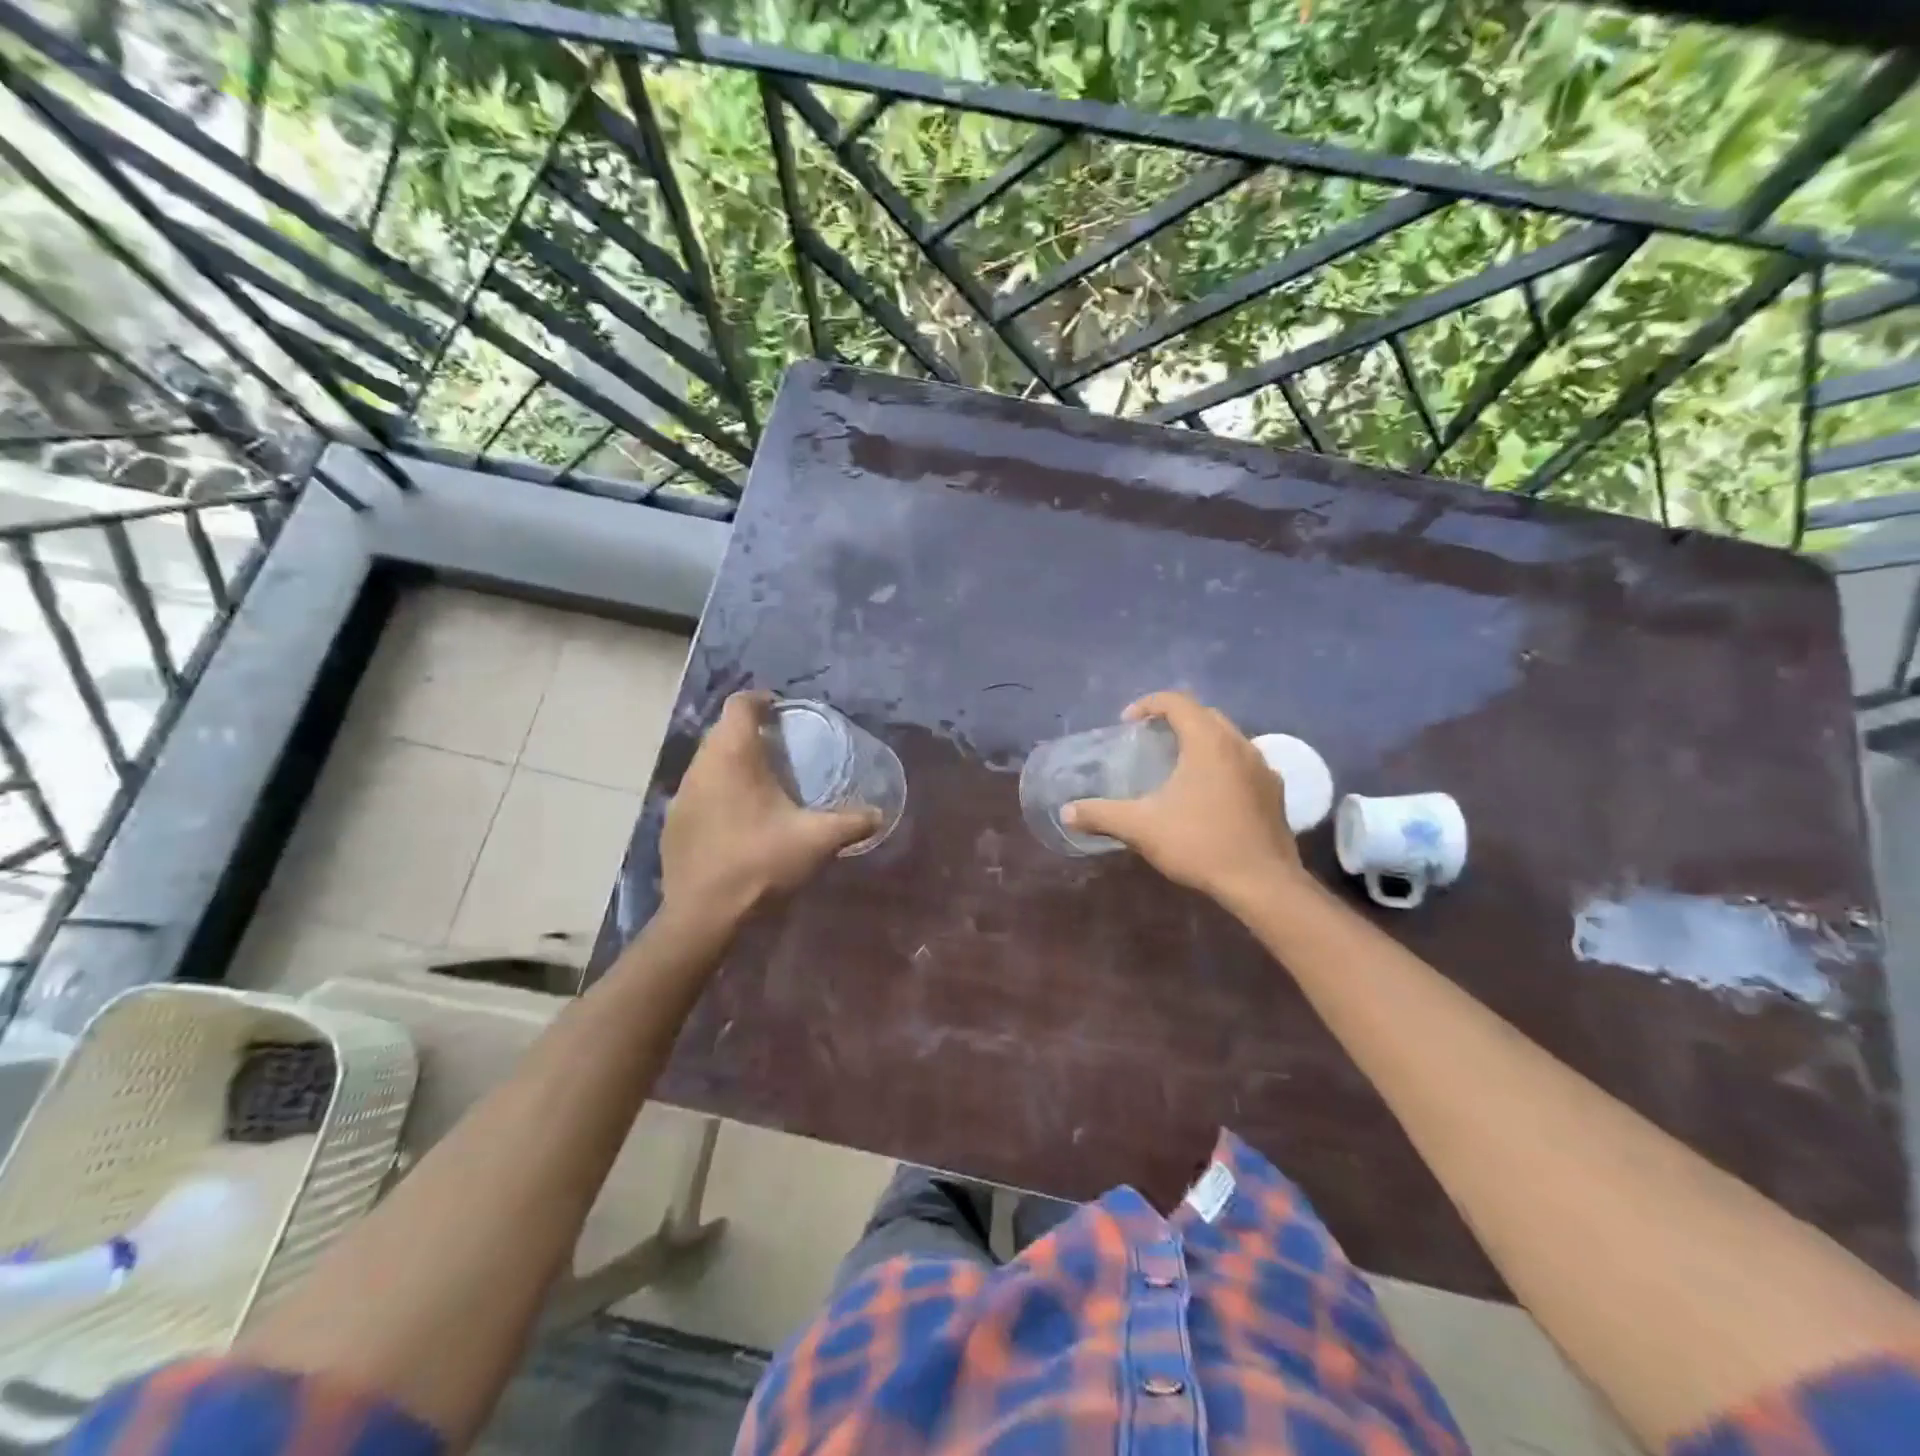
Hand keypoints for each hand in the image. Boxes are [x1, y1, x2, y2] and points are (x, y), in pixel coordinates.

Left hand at [660, 691, 879, 926]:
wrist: (704, 913)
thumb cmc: (761, 862)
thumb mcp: (816, 840)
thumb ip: (851, 822)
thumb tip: (879, 814)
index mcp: (733, 756)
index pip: (740, 705)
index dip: (762, 700)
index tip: (783, 712)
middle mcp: (701, 765)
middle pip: (722, 731)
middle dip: (750, 732)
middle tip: (781, 749)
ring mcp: (681, 795)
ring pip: (708, 762)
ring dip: (732, 763)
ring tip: (762, 783)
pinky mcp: (672, 822)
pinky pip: (698, 791)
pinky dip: (718, 792)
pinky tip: (737, 819)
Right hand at [1064, 691, 1305, 904]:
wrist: (1262, 883)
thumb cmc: (1199, 844)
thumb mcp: (1141, 828)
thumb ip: (1101, 814)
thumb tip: (1067, 812)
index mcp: (1208, 742)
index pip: (1177, 701)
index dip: (1148, 704)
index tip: (1127, 724)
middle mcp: (1240, 744)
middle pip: (1205, 715)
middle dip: (1175, 720)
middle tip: (1150, 740)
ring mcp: (1263, 768)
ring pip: (1228, 738)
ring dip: (1201, 741)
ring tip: (1177, 766)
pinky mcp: (1275, 792)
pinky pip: (1244, 763)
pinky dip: (1222, 765)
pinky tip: (1209, 794)